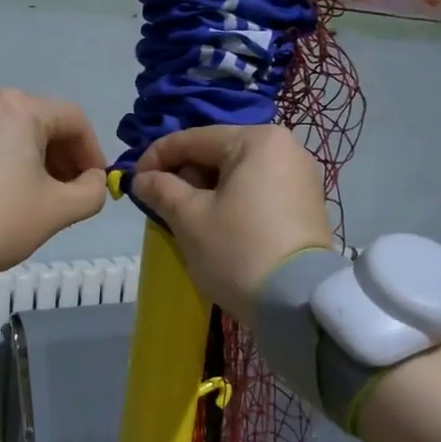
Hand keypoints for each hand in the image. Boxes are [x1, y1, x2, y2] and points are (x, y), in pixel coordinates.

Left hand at [0, 90, 107, 272]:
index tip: (95, 184)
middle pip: (43, 122)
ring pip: (15, 131)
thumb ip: (92, 191)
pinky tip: (8, 190)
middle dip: (64, 156)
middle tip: (70, 192)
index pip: (74, 120)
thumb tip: (93, 180)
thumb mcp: (59, 209)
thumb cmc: (3, 217)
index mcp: (21, 108)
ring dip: (36, 158)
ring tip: (40, 194)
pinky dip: (7, 158)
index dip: (93, 152)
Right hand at [132, 125, 332, 323]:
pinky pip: (257, 191)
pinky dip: (231, 201)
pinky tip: (216, 224)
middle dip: (184, 175)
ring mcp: (301, 177)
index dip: (156, 157)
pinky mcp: (307, 205)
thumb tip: (141, 179)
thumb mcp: (189, 219)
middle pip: (218, 153)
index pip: (193, 139)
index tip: (133, 180)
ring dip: (206, 190)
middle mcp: (286, 148)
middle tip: (159, 202)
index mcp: (257, 140)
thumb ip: (161, 190)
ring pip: (238, 174)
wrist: (296, 302)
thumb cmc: (237, 250)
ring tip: (184, 216)